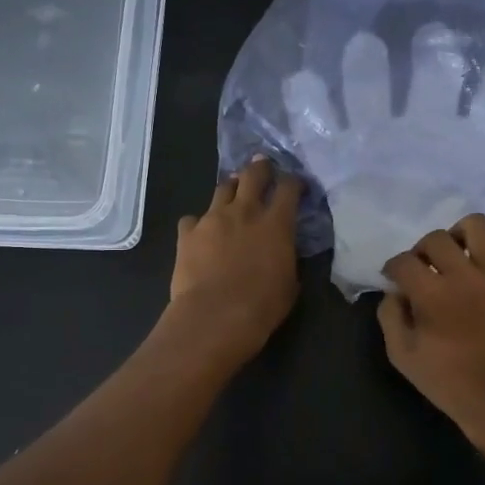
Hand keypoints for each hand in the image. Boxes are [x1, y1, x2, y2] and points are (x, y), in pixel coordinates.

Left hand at [165, 157, 301, 367]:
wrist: (214, 317)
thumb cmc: (262, 306)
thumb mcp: (289, 283)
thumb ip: (287, 258)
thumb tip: (284, 252)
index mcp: (276, 224)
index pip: (289, 188)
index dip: (294, 182)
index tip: (297, 185)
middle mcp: (245, 212)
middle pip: (253, 175)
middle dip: (260, 168)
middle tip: (263, 167)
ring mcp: (212, 219)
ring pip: (222, 189)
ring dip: (231, 189)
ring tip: (233, 194)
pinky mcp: (187, 233)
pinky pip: (192, 218)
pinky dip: (198, 223)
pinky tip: (200, 234)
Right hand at [377, 213, 484, 458]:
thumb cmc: (451, 384)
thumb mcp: (403, 357)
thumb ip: (390, 317)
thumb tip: (394, 292)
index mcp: (433, 296)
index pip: (403, 262)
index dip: (392, 268)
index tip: (394, 278)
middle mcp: (466, 276)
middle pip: (436, 238)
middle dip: (421, 251)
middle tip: (423, 270)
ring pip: (477, 226)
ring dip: (460, 237)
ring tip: (458, 257)